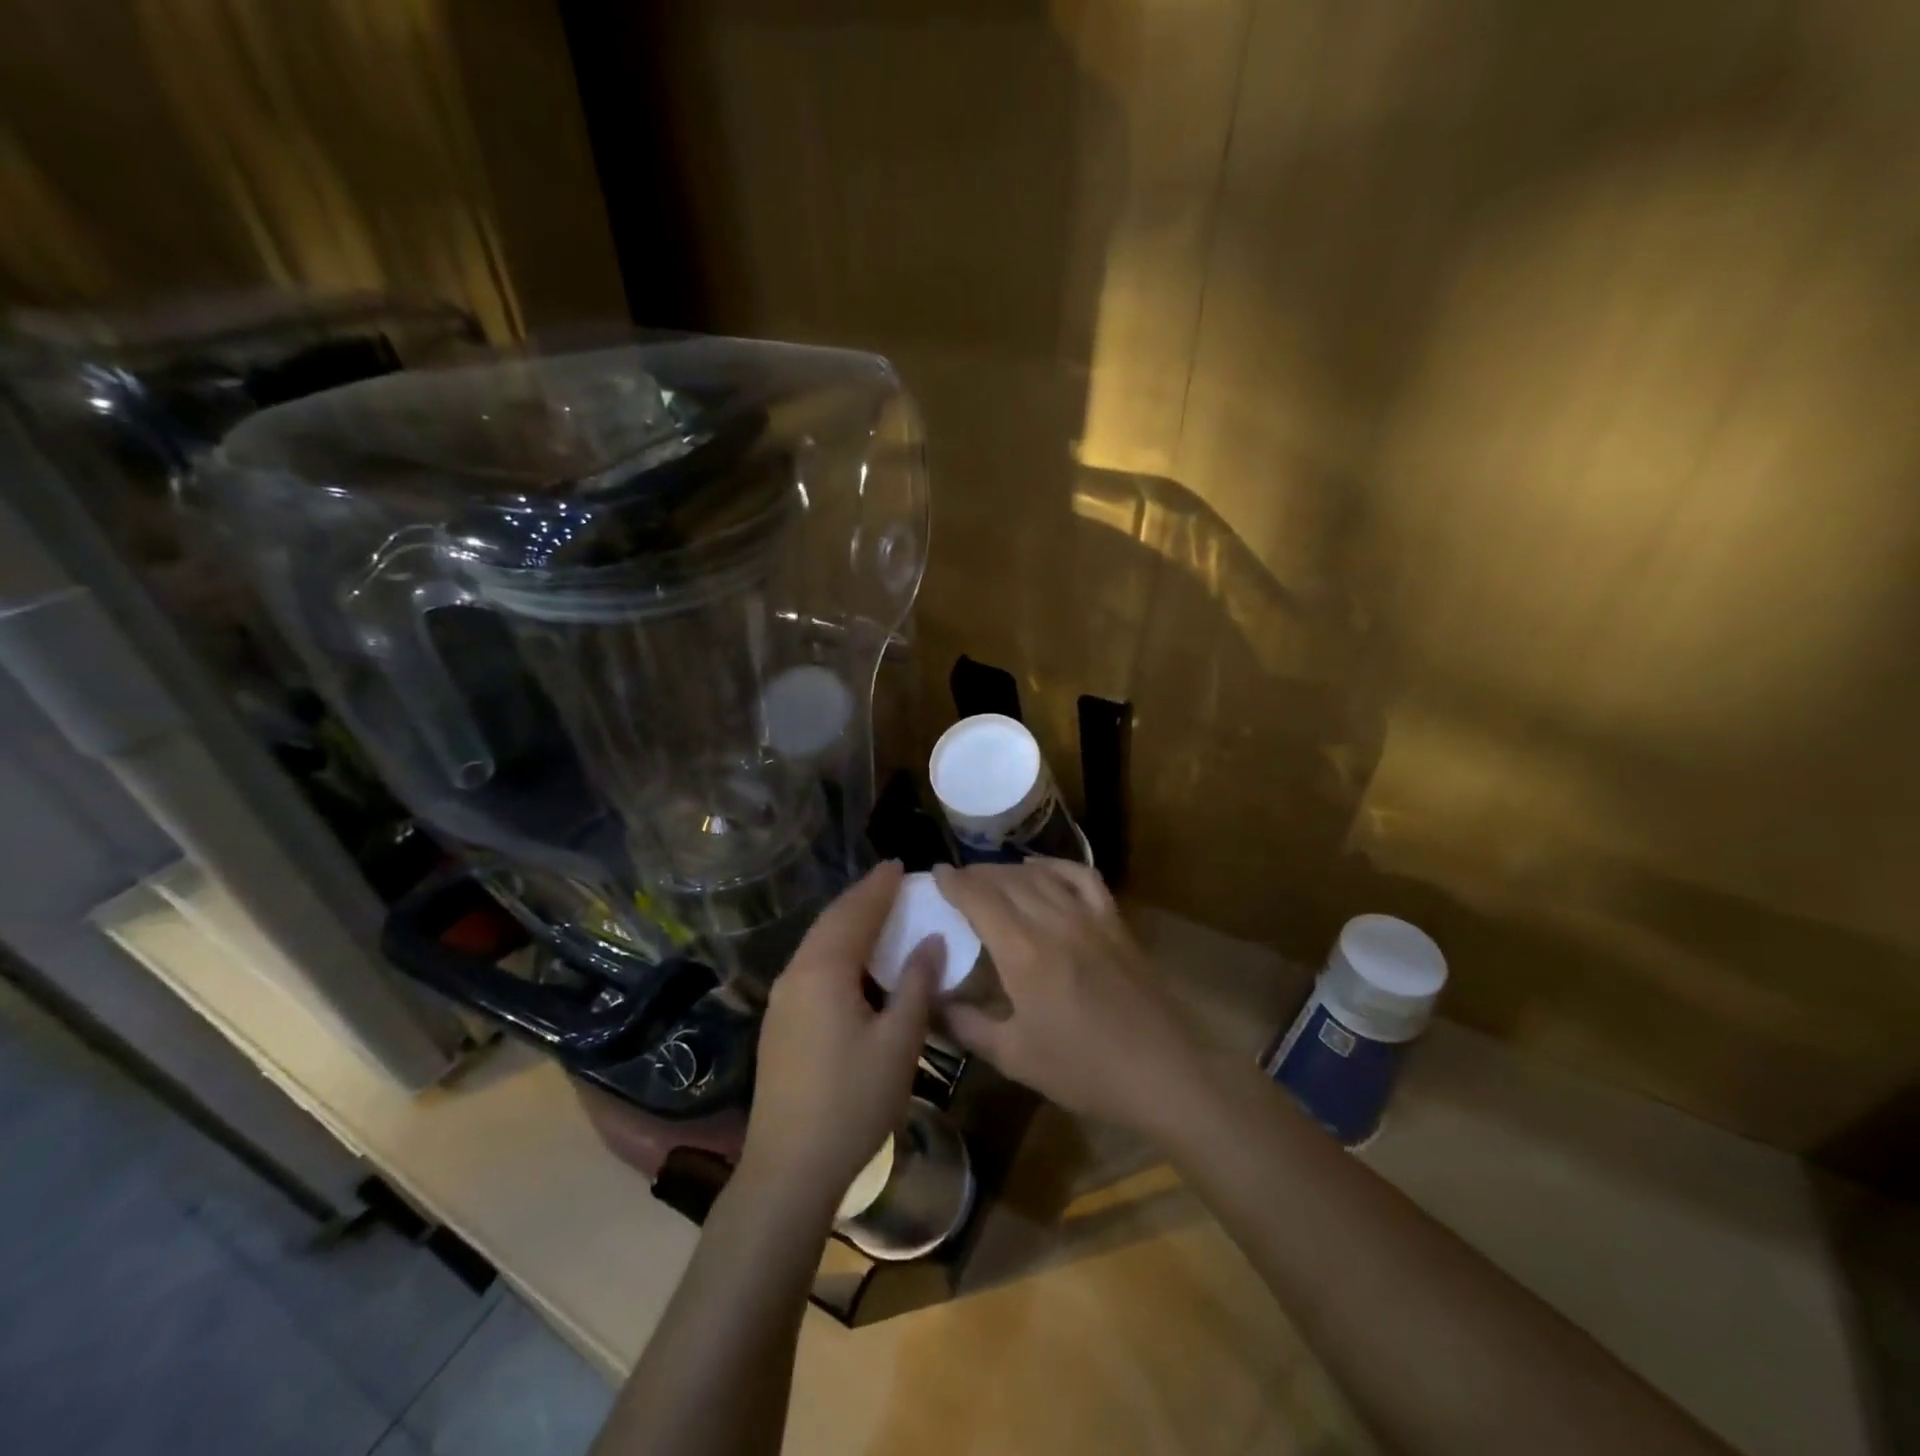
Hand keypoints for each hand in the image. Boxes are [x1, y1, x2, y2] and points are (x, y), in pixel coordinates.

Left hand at [739, 861, 939, 1214]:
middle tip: (889, 880)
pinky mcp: (780, 1022)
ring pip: (817, 944)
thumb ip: (917, 986)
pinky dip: (836, 947)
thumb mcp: (899, 1043)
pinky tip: (852, 959)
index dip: (879, 888)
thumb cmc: (852, 1102)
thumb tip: (931, 940)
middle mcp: (796, 975)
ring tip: (875, 910)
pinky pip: (811, 965)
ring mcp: (782, 1000)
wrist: (789, 1167)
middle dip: (861, 898)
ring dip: (847, 922)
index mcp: (824, 972)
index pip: (855, 914)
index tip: (899, 865)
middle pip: (831, 923)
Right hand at [933, 859, 1203, 1135]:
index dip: (955, 882)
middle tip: (957, 879)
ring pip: (1041, 875)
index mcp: (1023, 952)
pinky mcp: (1115, 922)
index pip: (980, 899)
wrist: (1160, 1073)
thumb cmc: (1083, 1070)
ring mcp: (1089, 917)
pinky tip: (1041, 869)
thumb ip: (967, 1025)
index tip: (936, 873)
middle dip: (977, 874)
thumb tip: (932, 1002)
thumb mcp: (1014, 1056)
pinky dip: (1056, 866)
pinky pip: (1082, 877)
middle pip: (1007, 881)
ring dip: (1010, 869)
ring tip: (990, 875)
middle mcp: (1054, 922)